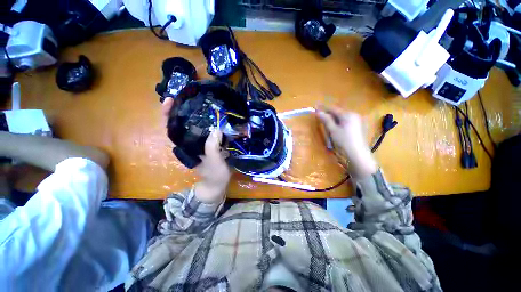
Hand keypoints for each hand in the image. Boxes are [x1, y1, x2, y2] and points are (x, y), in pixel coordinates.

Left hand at [161, 97, 230, 201]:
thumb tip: (216, 129)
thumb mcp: (214, 163)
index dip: (168, 114)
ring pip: (194, 125)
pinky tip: (215, 116)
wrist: (218, 183)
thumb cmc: (214, 175)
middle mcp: (189, 142)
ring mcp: (199, 142)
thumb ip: (212, 148)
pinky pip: (206, 129)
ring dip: (197, 113)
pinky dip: (208, 121)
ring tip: (203, 102)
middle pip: (182, 123)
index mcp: (185, 147)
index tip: (170, 100)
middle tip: (192, 95)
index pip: (171, 128)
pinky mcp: (208, 143)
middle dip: (183, 108)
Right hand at [317, 106, 376, 177]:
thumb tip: (318, 111)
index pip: (333, 109)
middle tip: (320, 120)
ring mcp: (357, 122)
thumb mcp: (333, 130)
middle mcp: (354, 115)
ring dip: (333, 121)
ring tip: (327, 127)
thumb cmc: (344, 142)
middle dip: (329, 115)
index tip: (315, 109)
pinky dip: (339, 125)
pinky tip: (335, 131)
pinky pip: (345, 123)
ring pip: (341, 118)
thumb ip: (326, 120)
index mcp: (348, 114)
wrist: (358, 156)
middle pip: (338, 113)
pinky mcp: (357, 128)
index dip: (323, 109)